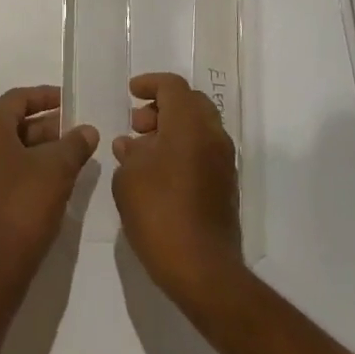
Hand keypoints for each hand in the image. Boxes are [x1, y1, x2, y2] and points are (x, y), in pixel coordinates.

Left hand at [0, 86, 97, 294]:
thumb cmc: (23, 208)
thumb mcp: (57, 171)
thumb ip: (74, 144)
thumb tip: (88, 131)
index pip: (17, 99)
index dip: (46, 97)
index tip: (70, 103)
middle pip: (10, 123)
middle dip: (44, 127)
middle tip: (74, 135)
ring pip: (3, 149)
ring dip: (33, 149)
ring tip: (65, 159)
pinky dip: (19, 168)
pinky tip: (44, 184)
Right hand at [112, 72, 243, 304]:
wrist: (203, 270)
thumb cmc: (159, 214)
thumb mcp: (128, 178)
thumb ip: (129, 153)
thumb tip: (132, 144)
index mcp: (189, 125)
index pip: (173, 86)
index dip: (150, 83)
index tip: (131, 93)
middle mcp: (212, 136)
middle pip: (191, 102)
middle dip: (162, 106)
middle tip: (137, 123)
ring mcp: (223, 162)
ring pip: (199, 127)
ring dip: (173, 128)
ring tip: (142, 150)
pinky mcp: (226, 186)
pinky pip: (204, 150)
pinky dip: (183, 148)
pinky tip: (158, 172)